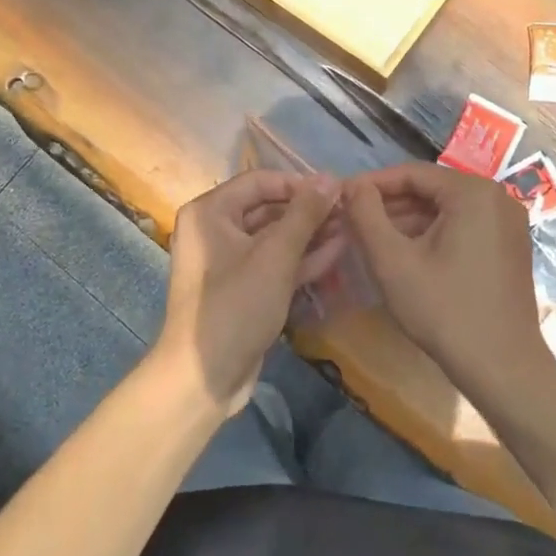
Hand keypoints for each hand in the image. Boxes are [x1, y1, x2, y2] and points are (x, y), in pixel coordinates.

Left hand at [153, 170, 342, 417]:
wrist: (204, 377)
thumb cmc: (236, 306)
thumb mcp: (275, 256)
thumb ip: (305, 214)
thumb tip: (330, 178)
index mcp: (210, 212)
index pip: (260, 181)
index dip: (299, 184)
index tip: (336, 191)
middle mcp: (214, 230)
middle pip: (268, 208)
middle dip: (309, 211)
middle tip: (349, 212)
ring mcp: (227, 261)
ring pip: (274, 238)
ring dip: (310, 234)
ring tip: (350, 229)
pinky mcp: (241, 288)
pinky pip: (272, 263)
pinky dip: (300, 259)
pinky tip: (336, 253)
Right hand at [345, 163, 555, 409]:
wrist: (503, 369)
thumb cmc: (445, 311)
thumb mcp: (393, 262)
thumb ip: (366, 216)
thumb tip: (352, 186)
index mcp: (473, 192)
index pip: (412, 174)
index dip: (372, 184)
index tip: (341, 198)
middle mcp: (497, 197)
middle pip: (430, 190)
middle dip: (389, 205)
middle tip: (351, 220)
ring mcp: (508, 223)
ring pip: (445, 210)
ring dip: (408, 221)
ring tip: (370, 238)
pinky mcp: (509, 246)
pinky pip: (463, 227)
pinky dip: (432, 235)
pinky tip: (404, 254)